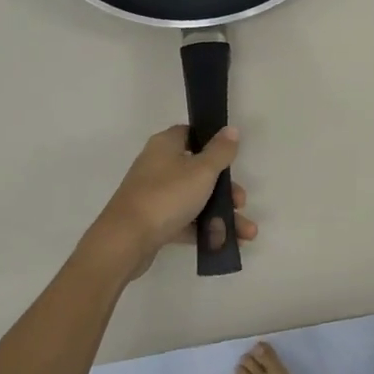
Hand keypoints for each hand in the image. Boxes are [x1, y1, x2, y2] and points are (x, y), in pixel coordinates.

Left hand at [88, 125, 256, 277]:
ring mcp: (155, 195)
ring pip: (195, 199)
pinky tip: (227, 243)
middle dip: (225, 189)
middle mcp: (158, 166)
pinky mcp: (154, 221)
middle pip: (198, 171)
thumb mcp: (202, 170)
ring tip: (247, 233)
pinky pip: (186, 221)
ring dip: (221, 214)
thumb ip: (220, 151)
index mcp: (166, 145)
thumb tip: (231, 129)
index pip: (191, 134)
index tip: (232, 158)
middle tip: (240, 202)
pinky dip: (205, 230)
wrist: (126, 241)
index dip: (213, 143)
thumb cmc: (167, 196)